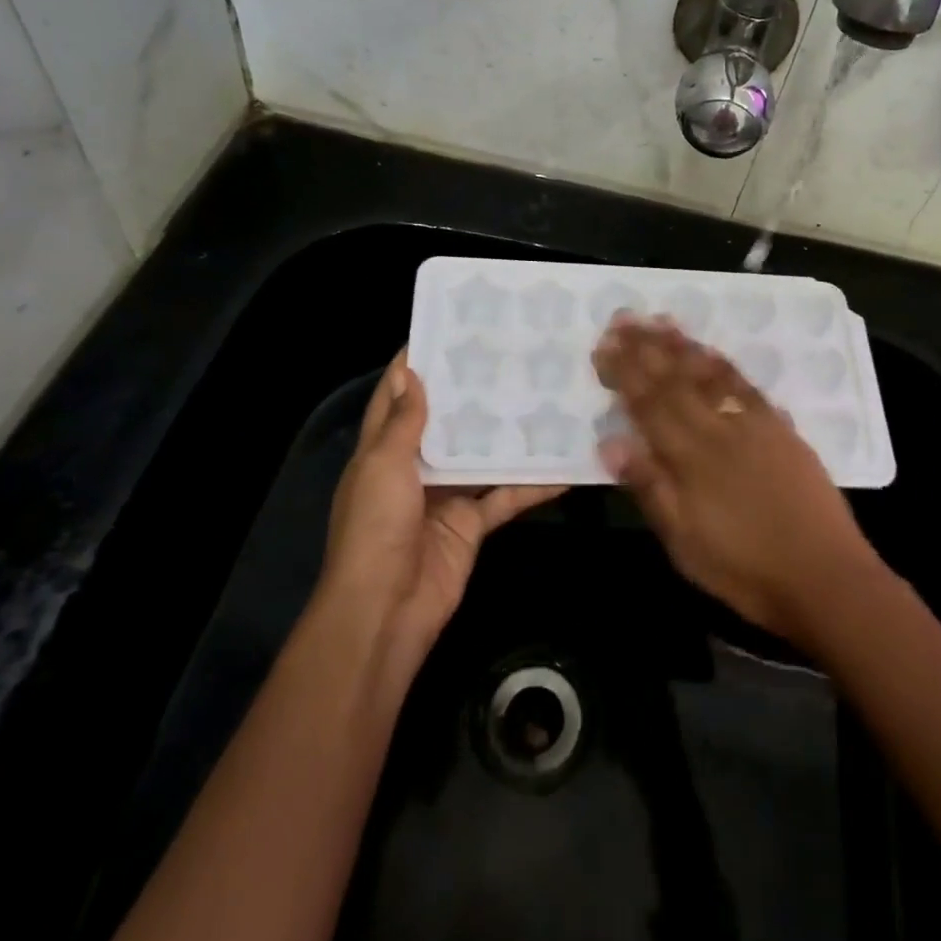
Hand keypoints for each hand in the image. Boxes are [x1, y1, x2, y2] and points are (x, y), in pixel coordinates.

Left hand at [315, 352, 564, 660]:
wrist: (387, 609)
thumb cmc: (376, 528)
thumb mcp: (383, 467)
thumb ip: (403, 423)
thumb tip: (412, 373)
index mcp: (383, 450)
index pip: (396, 398)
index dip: (415, 366)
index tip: (445, 330)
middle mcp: (414, 467)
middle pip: (445, 423)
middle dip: (470, 393)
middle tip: (508, 357)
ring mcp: (446, 495)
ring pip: (480, 456)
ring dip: (505, 434)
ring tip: (541, 396)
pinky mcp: (472, 523)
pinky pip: (505, 497)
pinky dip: (532, 486)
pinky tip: (564, 467)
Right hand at [591, 315, 881, 649]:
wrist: (824, 576)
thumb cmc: (745, 568)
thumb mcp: (684, 542)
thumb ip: (649, 487)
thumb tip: (610, 441)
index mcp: (691, 456)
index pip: (649, 403)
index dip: (624, 372)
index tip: (604, 345)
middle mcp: (721, 428)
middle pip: (677, 380)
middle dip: (647, 347)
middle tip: (624, 317)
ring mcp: (754, 424)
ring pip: (711, 374)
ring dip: (683, 346)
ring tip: (660, 321)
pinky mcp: (781, 428)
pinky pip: (746, 385)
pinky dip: (723, 364)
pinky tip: (711, 353)